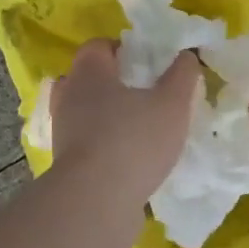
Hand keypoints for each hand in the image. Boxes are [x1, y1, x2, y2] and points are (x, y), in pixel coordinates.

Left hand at [49, 41, 201, 207]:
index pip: (98, 46)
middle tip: (145, 94)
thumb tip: (186, 55)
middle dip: (114, 83)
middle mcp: (68, 96)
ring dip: (107, 116)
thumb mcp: (172, 104)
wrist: (95, 201)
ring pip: (84, 112)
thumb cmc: (133, 141)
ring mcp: (62, 131)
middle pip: (87, 78)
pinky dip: (103, 144)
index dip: (124, 49)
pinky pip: (86, 142)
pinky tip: (130, 157)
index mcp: (89, 73)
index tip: (149, 63)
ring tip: (139, 128)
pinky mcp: (65, 162)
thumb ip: (182, 75)